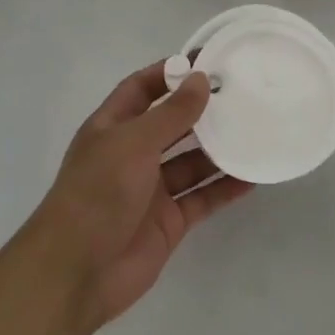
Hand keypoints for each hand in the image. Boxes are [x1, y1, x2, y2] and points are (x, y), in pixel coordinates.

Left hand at [25, 63, 252, 329]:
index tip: (207, 61)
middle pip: (172, 124)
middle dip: (202, 110)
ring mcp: (151, 189)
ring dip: (220, 149)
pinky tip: (253, 175)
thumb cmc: (98, 193)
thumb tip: (202, 78)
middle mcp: (132, 155)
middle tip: (243, 94)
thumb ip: (172, 113)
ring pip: (192, 162)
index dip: (169, 73)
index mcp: (112, 128)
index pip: (141, 89)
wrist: (77, 273)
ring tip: (257, 129)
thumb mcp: (134, 143)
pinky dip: (225, 187)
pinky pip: (202, 197)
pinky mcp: (169, 221)